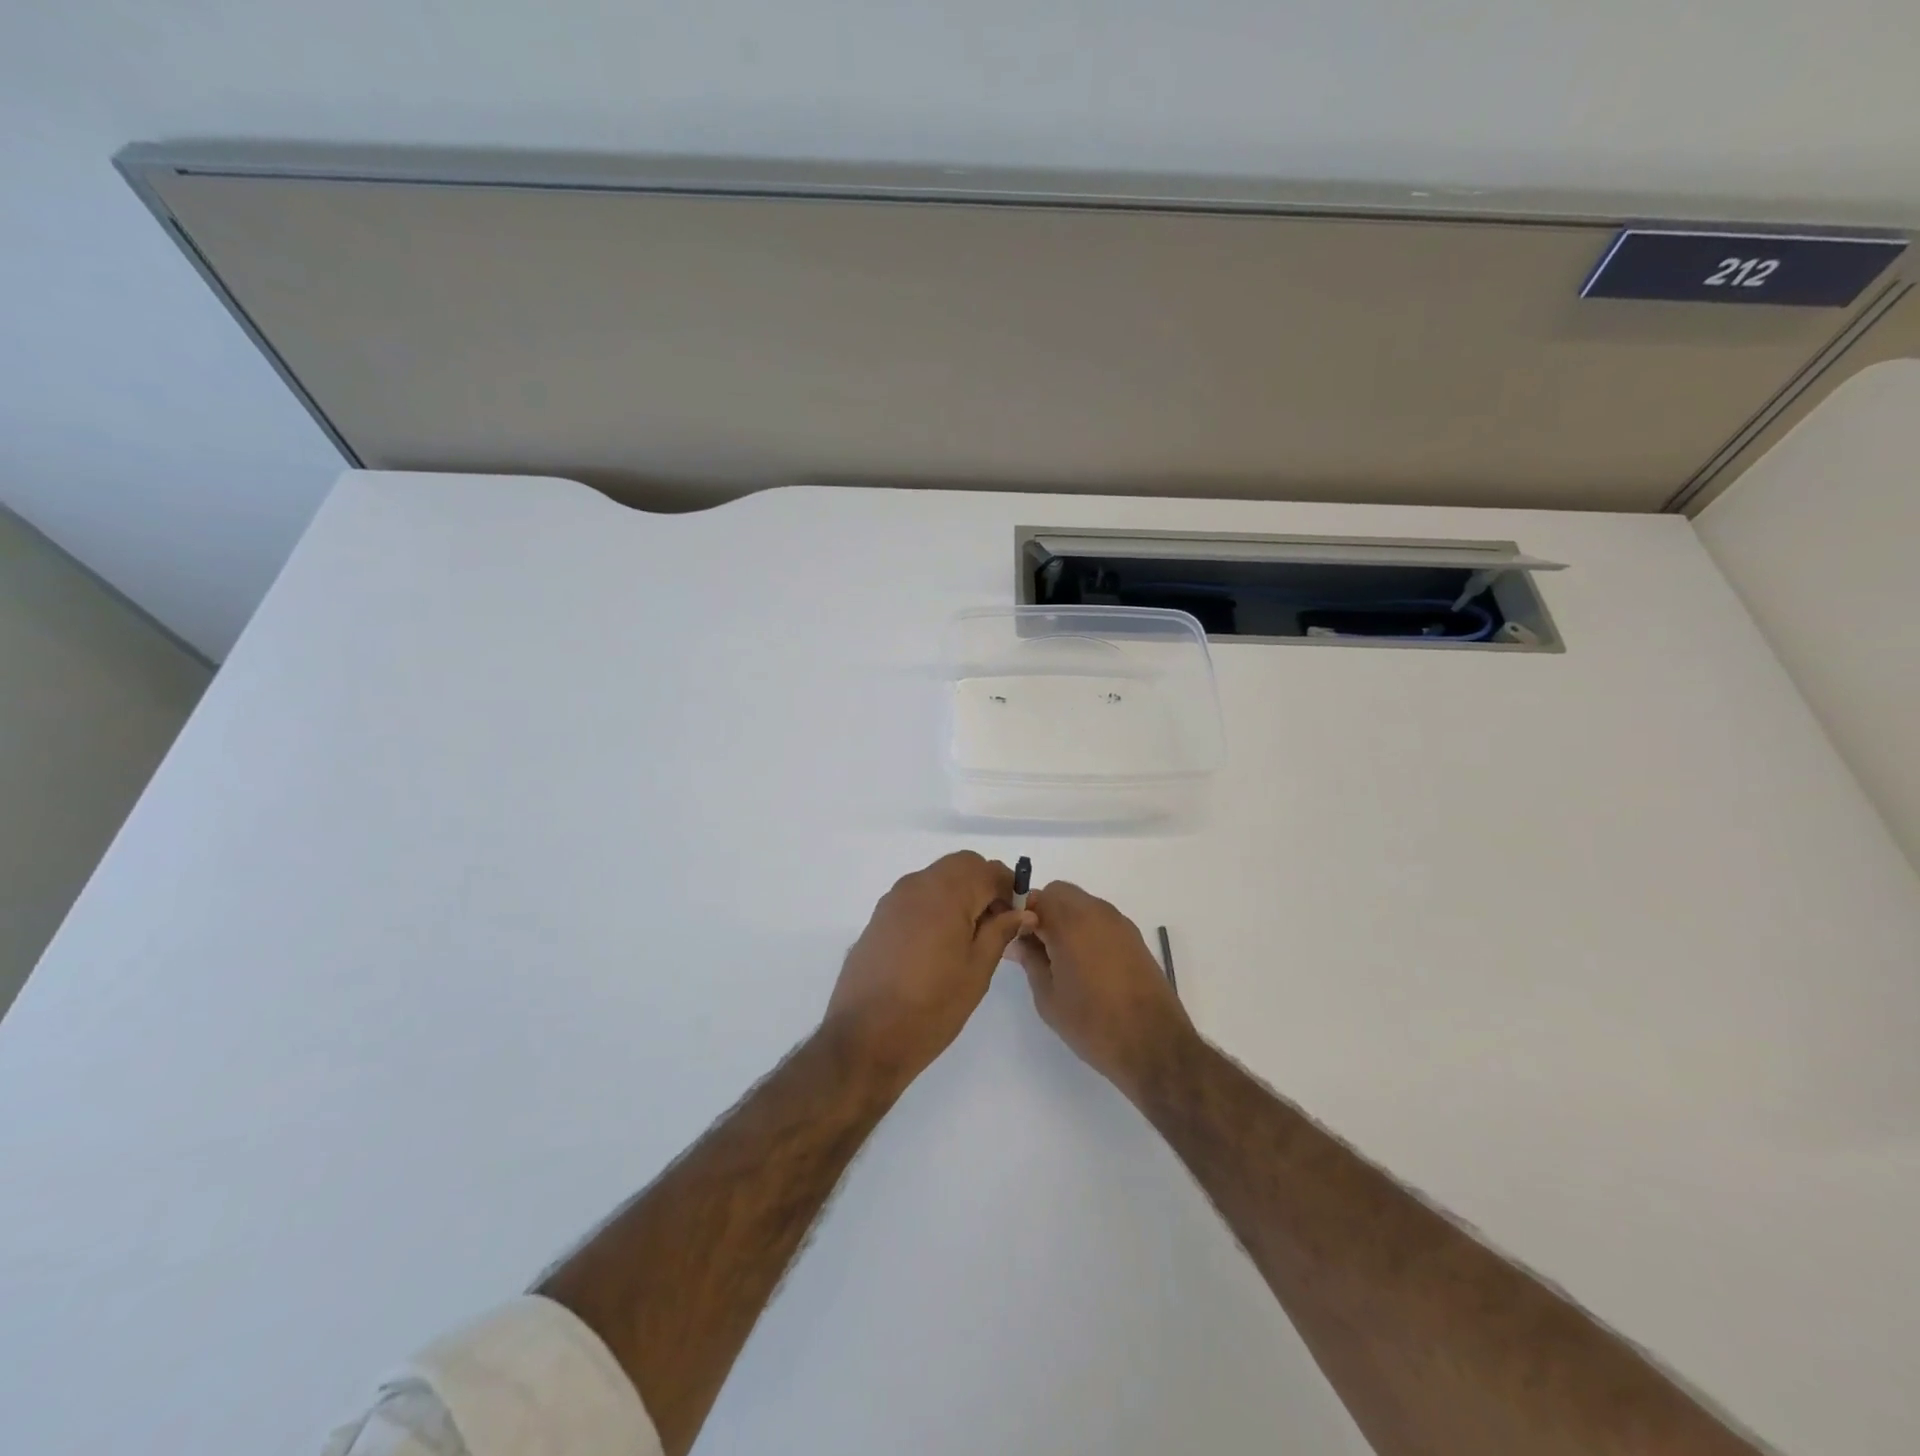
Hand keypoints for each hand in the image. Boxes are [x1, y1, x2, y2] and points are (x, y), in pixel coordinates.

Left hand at [824, 852, 1034, 1090]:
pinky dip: (936, 905)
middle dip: (985, 885)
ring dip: (960, 894)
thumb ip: (1000, 933)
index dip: (1010, 887)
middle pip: (961, 866)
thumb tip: (1022, 912)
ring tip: (971, 937)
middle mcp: (917, 885)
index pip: (987, 870)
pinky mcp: (879, 918)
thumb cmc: (931, 1007)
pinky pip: (917, 897)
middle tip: (999, 923)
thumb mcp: (977, 972)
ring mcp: (893, 900)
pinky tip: (940, 943)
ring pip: (937, 878)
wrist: (864, 1038)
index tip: (1021, 914)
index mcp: (945, 893)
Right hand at [1009, 881, 1196, 1099]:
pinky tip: (1085, 965)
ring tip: (1060, 960)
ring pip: (1082, 905)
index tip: (1014, 938)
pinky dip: (1086, 930)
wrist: (1154, 1045)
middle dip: (1043, 912)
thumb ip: (1030, 961)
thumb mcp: (1048, 997)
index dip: (1020, 913)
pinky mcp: (1134, 938)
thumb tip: (1017, 941)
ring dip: (1065, 920)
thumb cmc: (1092, 1023)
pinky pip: (1100, 920)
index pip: (1036, 897)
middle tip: (1036, 948)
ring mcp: (1119, 923)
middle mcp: (1097, 912)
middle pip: (1060, 894)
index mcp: (1071, 922)